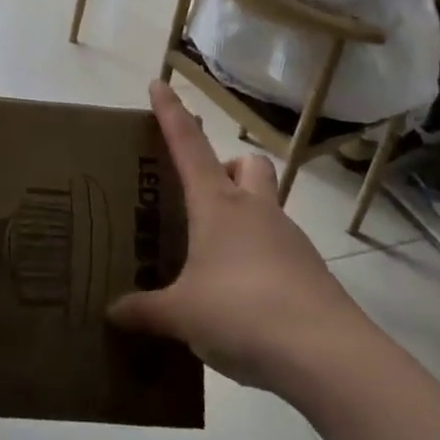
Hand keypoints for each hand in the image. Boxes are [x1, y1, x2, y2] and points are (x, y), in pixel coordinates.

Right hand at [108, 82, 367, 391]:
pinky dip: (258, 257)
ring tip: (212, 257)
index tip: (159, 83)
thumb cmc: (242, 313)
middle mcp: (255, 210)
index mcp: (218, 204)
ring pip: (265, 205)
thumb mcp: (181, 315)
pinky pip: (278, 248)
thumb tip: (112, 313)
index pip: (188, 144)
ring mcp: (288, 239)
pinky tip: (240, 296)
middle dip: (226, 167)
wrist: (327, 356)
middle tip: (200, 197)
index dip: (171, 113)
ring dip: (243, 215)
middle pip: (246, 164)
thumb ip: (145, 311)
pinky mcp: (310, 271)